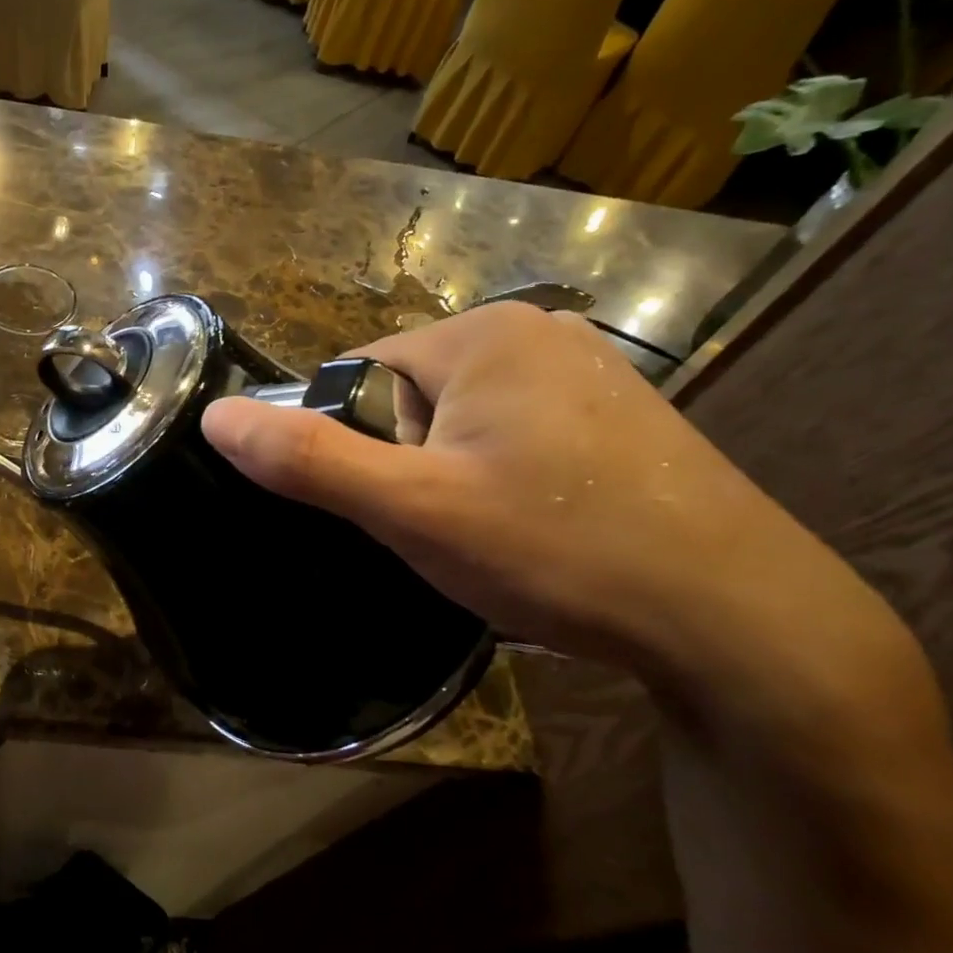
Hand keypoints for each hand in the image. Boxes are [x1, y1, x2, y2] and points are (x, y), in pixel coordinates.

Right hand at [200, 304, 880, 688]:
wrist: (736, 619)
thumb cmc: (557, 549)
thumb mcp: (412, 509)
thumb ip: (309, 459)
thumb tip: (216, 416)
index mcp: (482, 333)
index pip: (358, 374)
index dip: (351, 447)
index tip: (387, 508)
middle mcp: (536, 333)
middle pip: (409, 398)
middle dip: (403, 465)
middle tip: (443, 531)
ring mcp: (584, 373)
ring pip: (459, 425)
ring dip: (447, 479)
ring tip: (490, 540)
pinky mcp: (615, 418)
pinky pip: (512, 438)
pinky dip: (498, 482)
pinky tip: (533, 533)